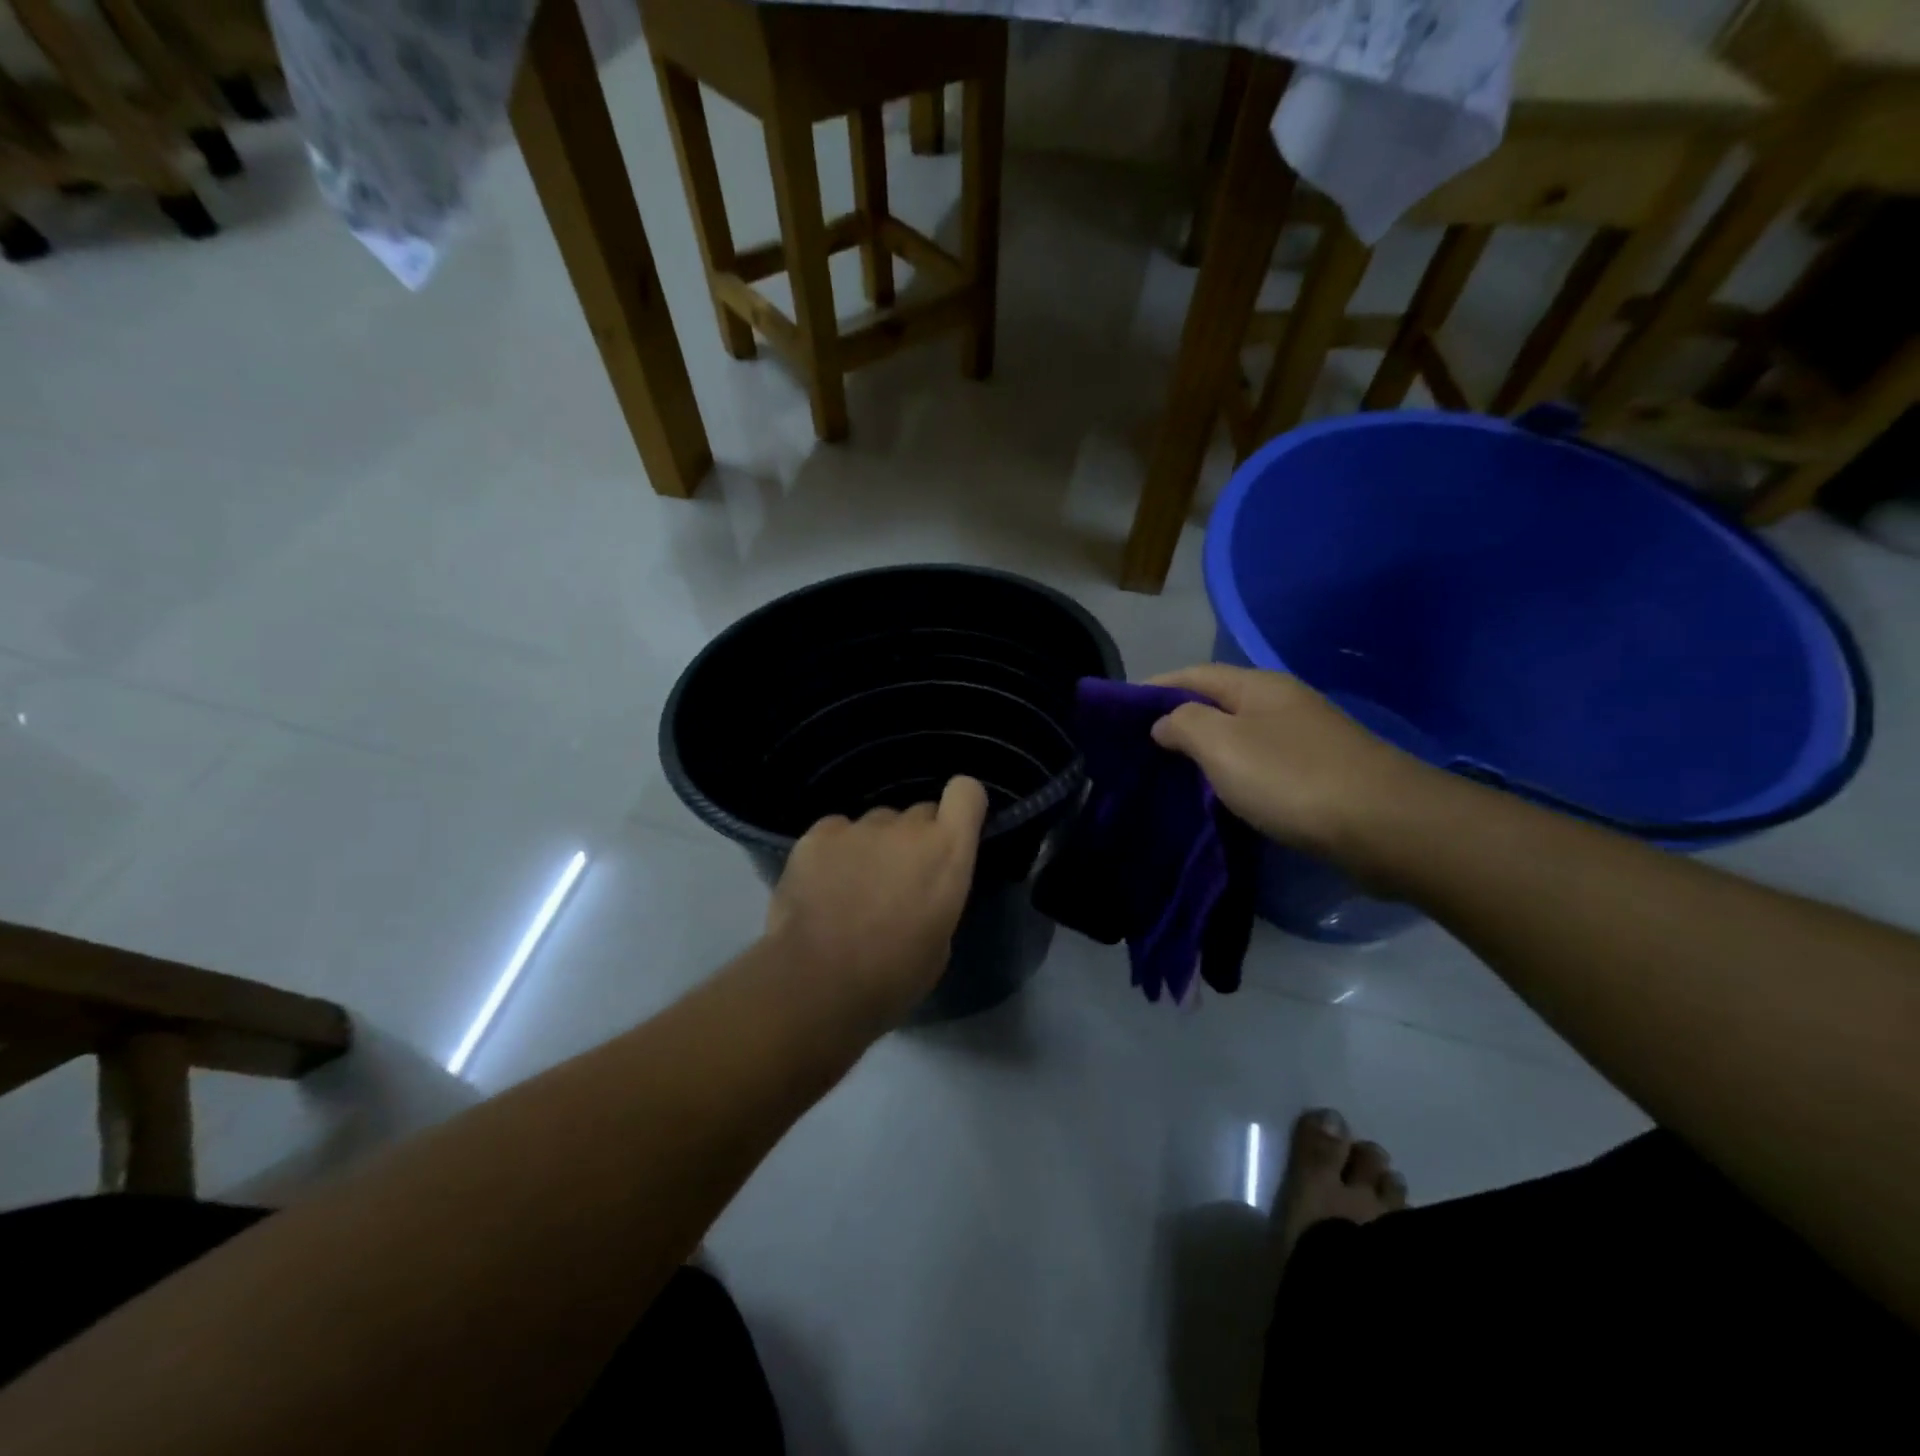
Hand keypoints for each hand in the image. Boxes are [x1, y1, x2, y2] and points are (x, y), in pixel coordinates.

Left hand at [765, 776, 989, 1028]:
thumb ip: (937, 897)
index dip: (962, 805)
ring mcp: (859, 827)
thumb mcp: (939, 943)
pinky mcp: (817, 835)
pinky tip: (821, 885)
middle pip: (918, 813)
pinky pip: (836, 831)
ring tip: (852, 888)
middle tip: (898, 879)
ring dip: (873, 846)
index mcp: (947, 852)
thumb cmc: (892, 976)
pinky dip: (834, 851)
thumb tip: (921, 890)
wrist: (818, 984)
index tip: (953, 829)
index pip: (967, 792)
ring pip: (875, 824)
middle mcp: (907, 828)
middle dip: (914, 840)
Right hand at [1148, 664, 1433, 870]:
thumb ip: (1184, 724)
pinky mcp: (1321, 773)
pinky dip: (1233, 772)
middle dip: (1179, 718)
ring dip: (1207, 748)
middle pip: (1218, 702)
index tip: (1121, 710)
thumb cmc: (1291, 778)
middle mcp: (1283, 702)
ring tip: (1172, 772)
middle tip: (1141, 746)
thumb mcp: (1222, 744)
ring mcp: (1306, 738)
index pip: (1193, 674)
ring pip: (1241, 734)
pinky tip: (1221, 793)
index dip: (1155, 687)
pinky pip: (1261, 763)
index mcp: (1258, 686)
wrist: (1385, 826)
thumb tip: (1163, 722)